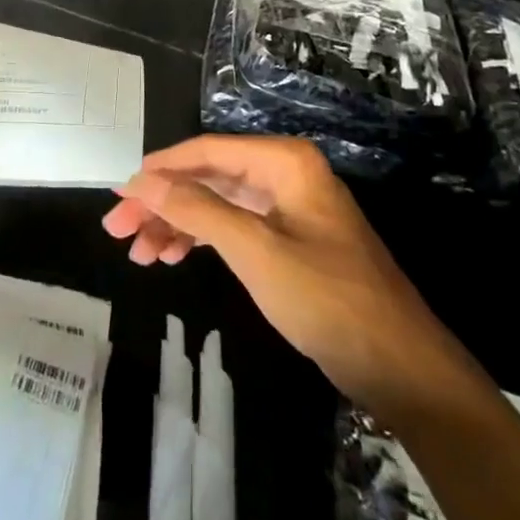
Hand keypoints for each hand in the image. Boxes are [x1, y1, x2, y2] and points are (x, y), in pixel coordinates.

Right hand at [103, 136, 462, 407]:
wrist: (401, 367)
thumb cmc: (327, 299)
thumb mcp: (254, 251)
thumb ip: (196, 209)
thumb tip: (141, 179)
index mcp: (283, 162)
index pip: (207, 151)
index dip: (160, 169)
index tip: (118, 191)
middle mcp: (284, 174)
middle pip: (208, 178)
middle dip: (163, 202)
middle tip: (118, 230)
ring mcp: (288, 208)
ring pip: (217, 204)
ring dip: (177, 224)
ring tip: (138, 253)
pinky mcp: (288, 240)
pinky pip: (233, 228)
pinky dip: (201, 241)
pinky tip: (171, 257)